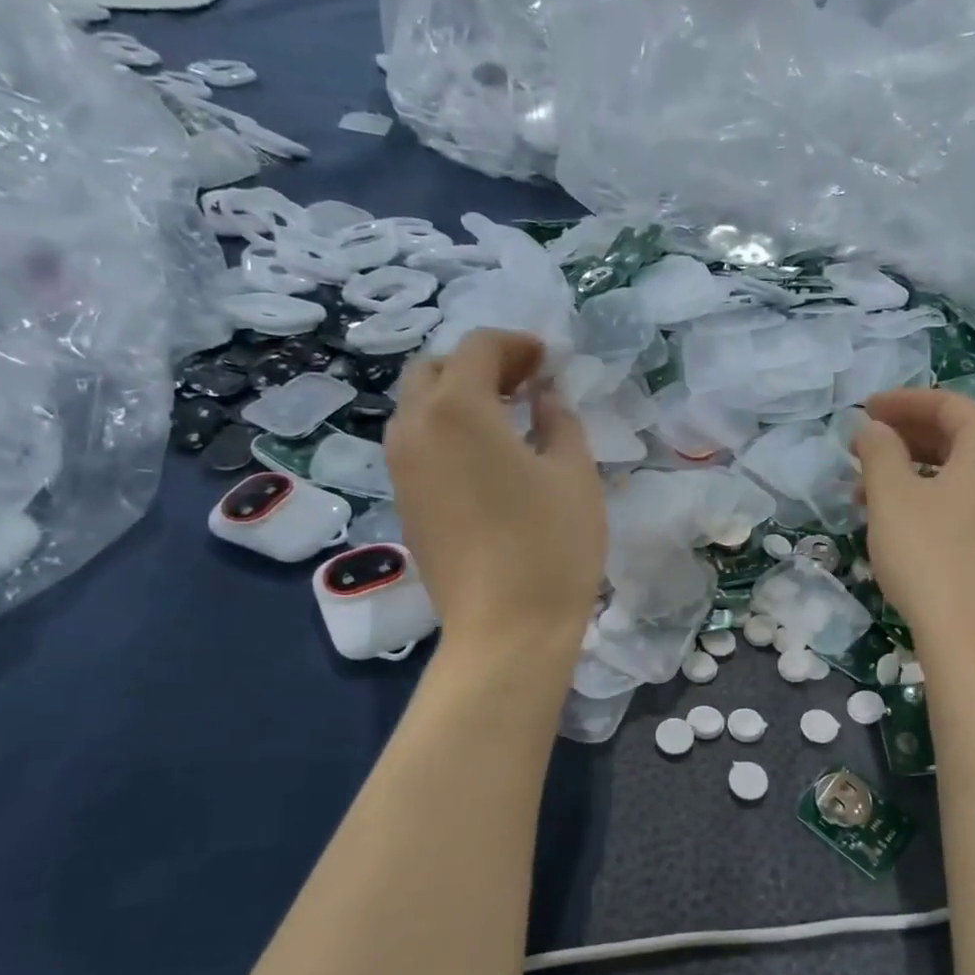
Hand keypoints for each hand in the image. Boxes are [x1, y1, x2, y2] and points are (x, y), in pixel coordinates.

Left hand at [387, 330, 605, 653]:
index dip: (516, 345)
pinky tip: (485, 458)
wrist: (505, 629)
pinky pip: (417, 445)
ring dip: (457, 398)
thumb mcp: (574, 473)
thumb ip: (559, 420)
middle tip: (524, 384)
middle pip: (434, 370)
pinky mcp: (402, 503)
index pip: (478, 348)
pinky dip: (446, 432)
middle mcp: (414, 428)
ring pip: (419, 408)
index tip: (548, 360)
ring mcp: (400, 469)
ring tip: (505, 419)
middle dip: (478, 365)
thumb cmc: (551, 546)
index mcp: (457, 409)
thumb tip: (543, 397)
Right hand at [853, 388, 974, 650]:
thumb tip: (871, 428)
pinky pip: (965, 503)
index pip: (947, 404)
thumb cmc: (930, 553)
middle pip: (956, 437)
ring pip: (958, 474)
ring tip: (866, 492)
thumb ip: (878, 451)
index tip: (863, 410)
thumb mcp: (892, 495)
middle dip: (904, 438)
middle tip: (860, 449)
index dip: (902, 402)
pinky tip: (898, 523)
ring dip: (912, 472)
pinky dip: (929, 499)